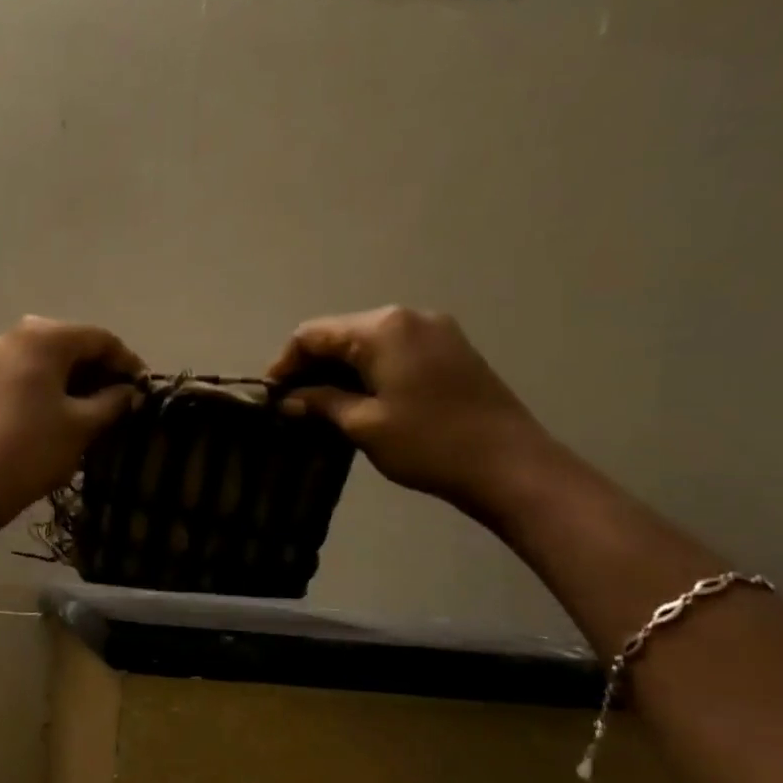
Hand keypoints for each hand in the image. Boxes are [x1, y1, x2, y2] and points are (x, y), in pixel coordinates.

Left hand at [0, 316, 144, 531]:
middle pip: (71, 344)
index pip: (100, 338)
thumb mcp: (83, 425)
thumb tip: (129, 391)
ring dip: (75, 378)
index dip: (127, 362)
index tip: (145, 388)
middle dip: (100, 369)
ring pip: (47, 359)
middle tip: (122, 399)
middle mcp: (15, 335)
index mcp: (44, 337)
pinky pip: (26, 372)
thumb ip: (113, 400)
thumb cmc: (34, 449)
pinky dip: (50, 385)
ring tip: (97, 408)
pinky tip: (64, 411)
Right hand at [267, 306, 556, 516]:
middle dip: (312, 365)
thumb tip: (289, 398)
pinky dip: (368, 369)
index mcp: (382, 329)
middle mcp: (407, 317)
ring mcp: (435, 330)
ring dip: (340, 369)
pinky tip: (359, 399)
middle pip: (340, 333)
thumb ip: (321, 402)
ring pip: (367, 342)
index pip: (313, 334)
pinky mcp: (451, 349)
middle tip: (293, 403)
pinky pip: (393, 350)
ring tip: (322, 404)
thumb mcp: (363, 424)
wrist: (510, 465)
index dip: (285, 363)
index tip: (271, 396)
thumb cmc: (428, 443)